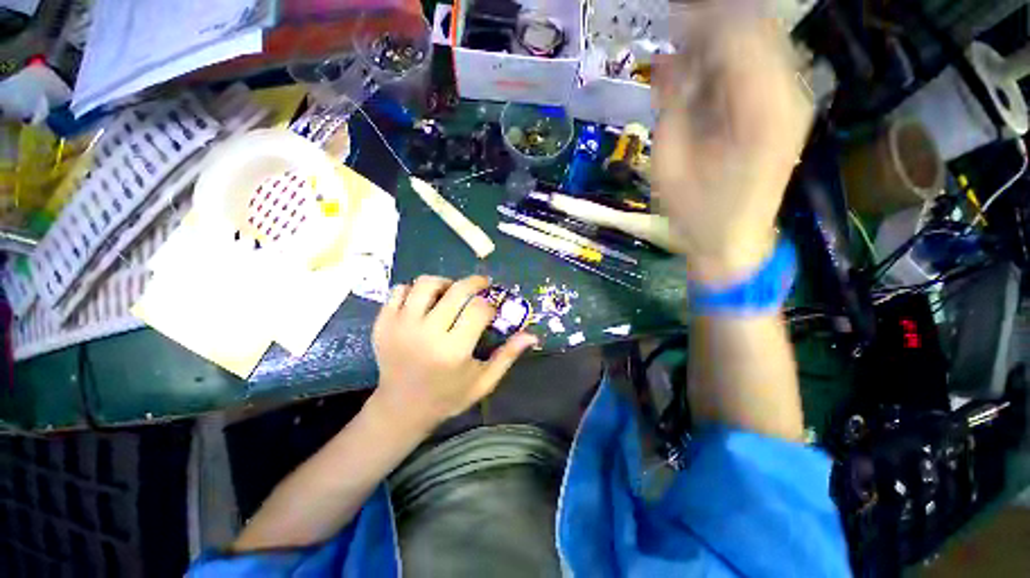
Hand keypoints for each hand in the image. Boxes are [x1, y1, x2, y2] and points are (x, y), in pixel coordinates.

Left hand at [369, 275, 537, 432]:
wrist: (400, 409)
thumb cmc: (447, 396)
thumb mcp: (483, 382)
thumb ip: (507, 356)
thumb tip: (532, 335)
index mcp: (453, 351)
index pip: (479, 310)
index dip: (490, 305)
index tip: (491, 310)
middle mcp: (426, 334)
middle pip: (456, 290)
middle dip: (474, 282)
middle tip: (481, 285)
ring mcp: (400, 327)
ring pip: (426, 284)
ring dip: (445, 282)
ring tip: (451, 292)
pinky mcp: (382, 324)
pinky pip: (399, 290)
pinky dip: (414, 290)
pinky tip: (425, 302)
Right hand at [652, 7, 812, 283]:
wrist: (732, 242)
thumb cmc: (696, 213)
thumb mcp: (670, 163)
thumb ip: (673, 105)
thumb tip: (667, 62)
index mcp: (759, 109)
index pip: (737, 31)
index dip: (701, 16)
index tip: (670, 15)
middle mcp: (788, 95)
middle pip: (756, 26)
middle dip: (713, 18)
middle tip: (675, 25)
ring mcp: (792, 101)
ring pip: (762, 40)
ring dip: (722, 37)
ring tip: (685, 49)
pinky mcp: (787, 110)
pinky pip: (762, 64)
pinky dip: (732, 58)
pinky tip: (705, 71)